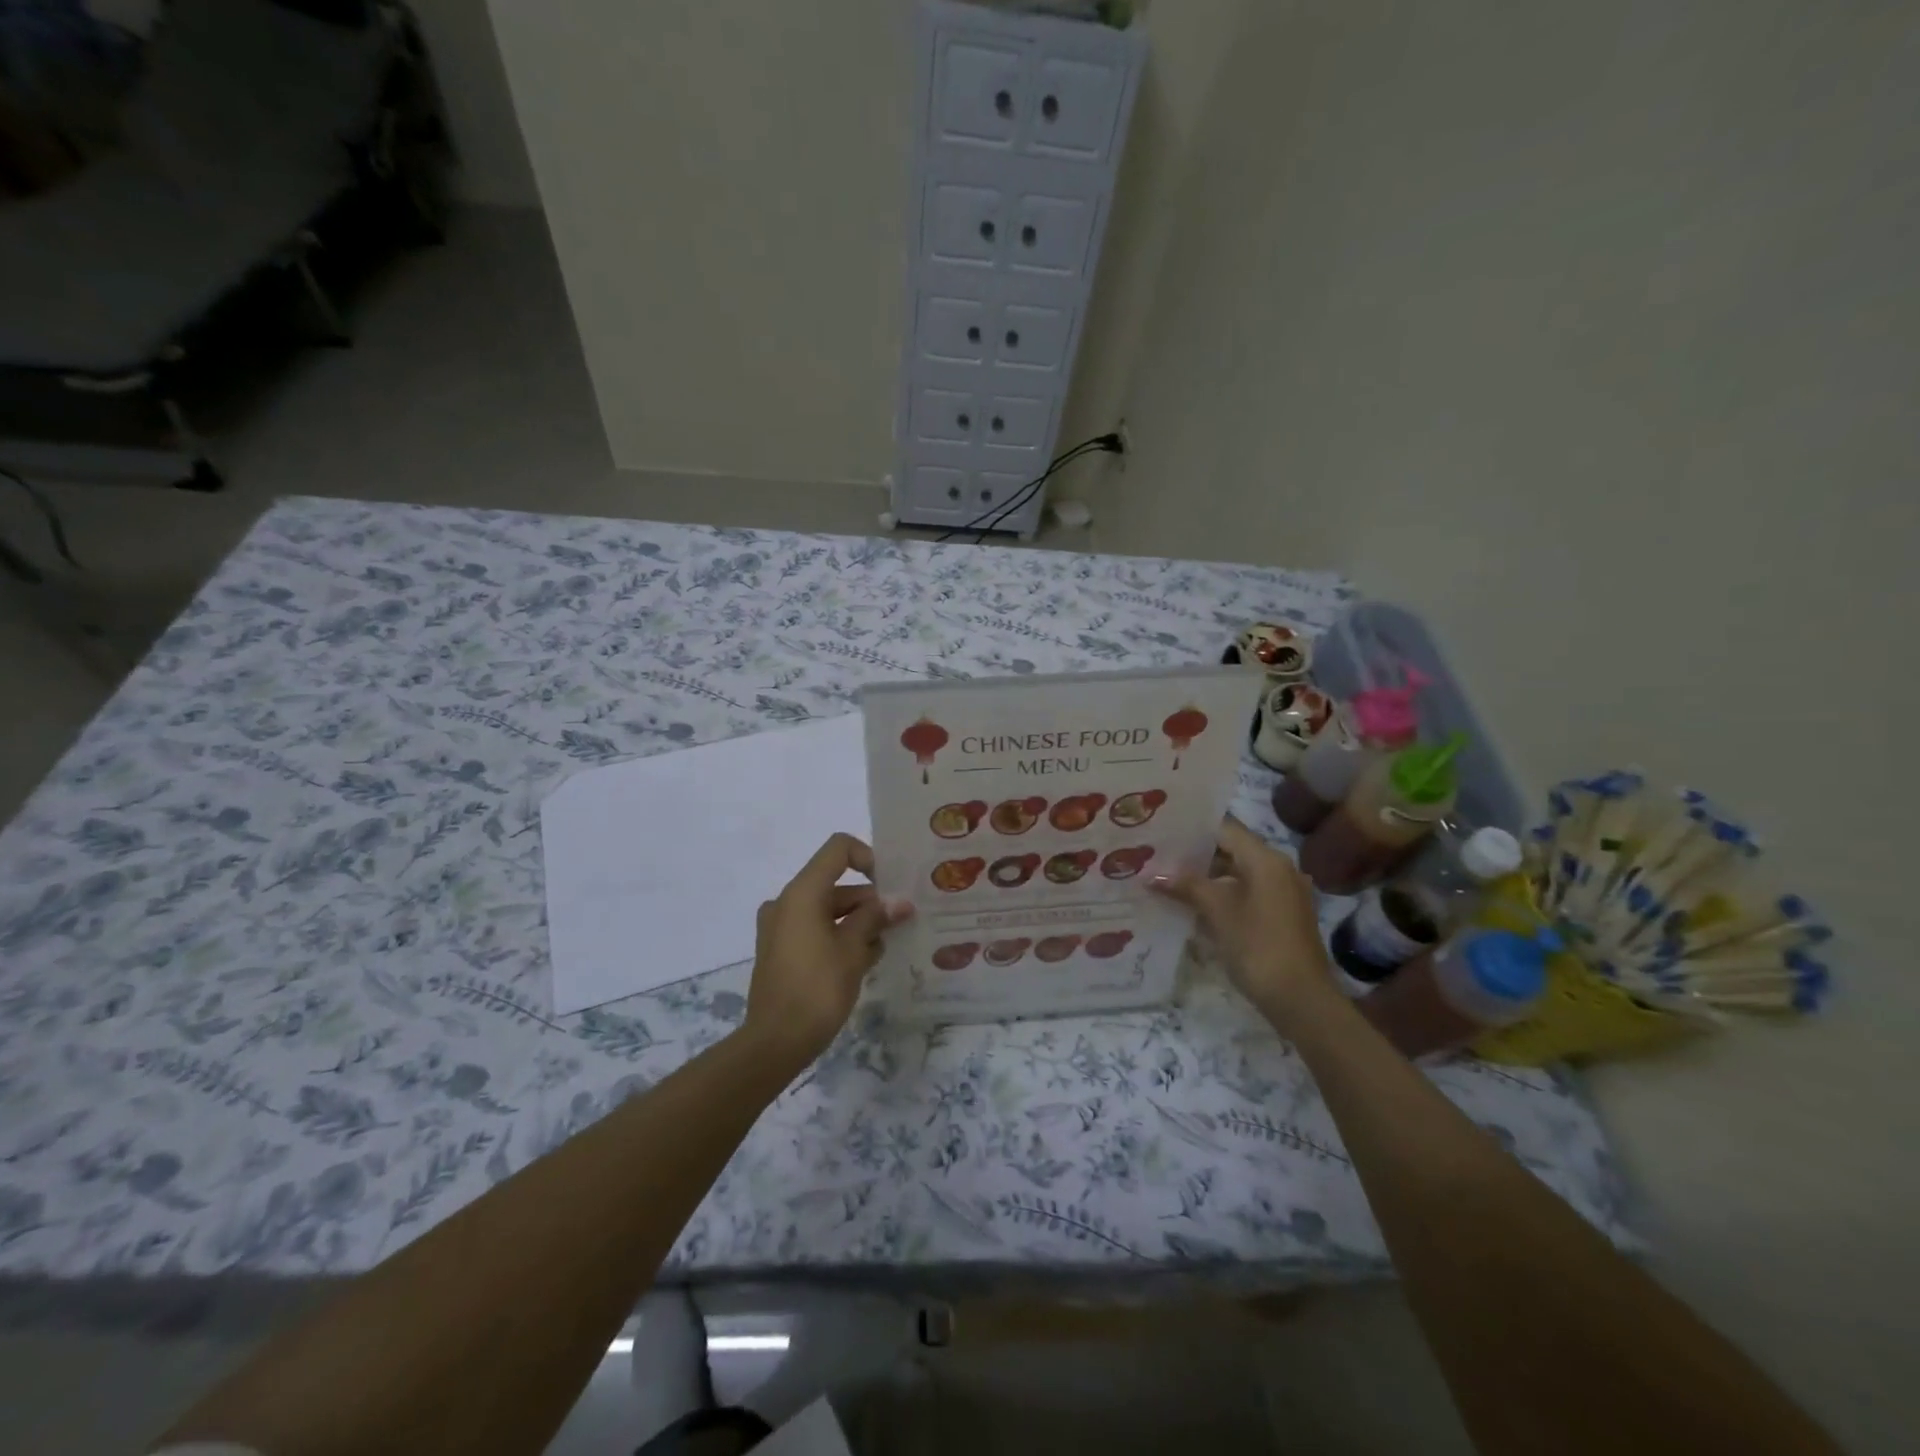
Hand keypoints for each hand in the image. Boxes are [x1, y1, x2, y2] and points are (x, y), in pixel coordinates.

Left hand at [743, 833, 911, 1068]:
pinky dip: (839, 936)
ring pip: (828, 909)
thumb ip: (876, 918)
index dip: (868, 857)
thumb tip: (898, 903)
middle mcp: (787, 902)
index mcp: (802, 893)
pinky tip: (865, 960)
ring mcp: (780, 927)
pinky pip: (815, 930)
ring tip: (885, 946)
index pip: (838, 849)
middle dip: (870, 900)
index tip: (890, 886)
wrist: (775, 1043)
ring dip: (858, 921)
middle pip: (836, 883)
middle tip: (900, 922)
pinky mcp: (781, 950)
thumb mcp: (854, 950)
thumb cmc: (817, 988)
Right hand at [1152, 816, 1333, 1026]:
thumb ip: (1186, 886)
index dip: (1191, 829)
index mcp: (1266, 859)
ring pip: (1238, 872)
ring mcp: (1283, 891)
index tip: (1161, 831)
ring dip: (1207, 875)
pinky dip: (1223, 893)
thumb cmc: (1258, 946)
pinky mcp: (1282, 913)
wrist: (1301, 999)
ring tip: (1169, 878)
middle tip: (1157, 855)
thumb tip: (1152, 875)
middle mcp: (1279, 867)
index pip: (1224, 829)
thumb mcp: (1217, 911)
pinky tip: (1194, 904)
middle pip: (1231, 849)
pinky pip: (1247, 891)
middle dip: (1195, 854)